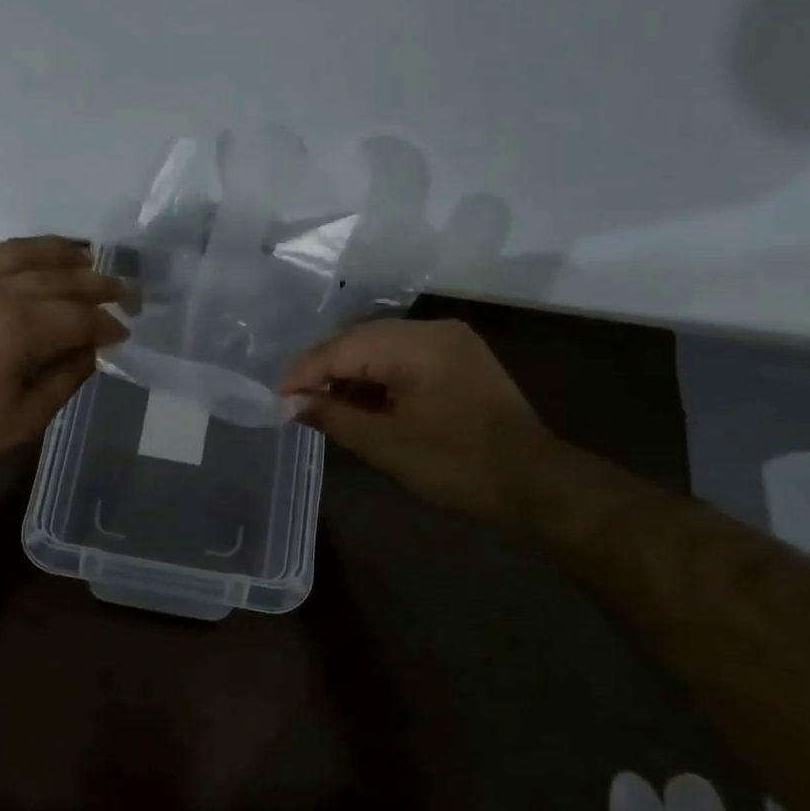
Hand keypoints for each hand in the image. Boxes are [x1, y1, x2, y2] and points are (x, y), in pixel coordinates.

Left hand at [0, 236, 127, 472]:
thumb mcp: (25, 419)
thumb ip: (66, 379)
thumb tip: (92, 350)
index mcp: (20, 328)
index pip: (80, 316)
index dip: (108, 324)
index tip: (126, 332)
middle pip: (62, 277)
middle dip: (100, 283)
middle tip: (126, 291)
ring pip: (27, 252)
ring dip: (63, 251)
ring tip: (90, 254)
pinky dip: (19, 248)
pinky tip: (34, 253)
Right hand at [278, 319, 553, 517]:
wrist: (534, 481)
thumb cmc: (456, 464)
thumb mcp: (385, 444)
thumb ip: (332, 416)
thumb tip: (290, 403)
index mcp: (415, 345)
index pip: (343, 348)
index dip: (305, 372)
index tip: (276, 397)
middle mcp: (432, 329)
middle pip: (360, 341)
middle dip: (324, 370)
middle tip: (294, 400)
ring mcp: (450, 340)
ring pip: (381, 347)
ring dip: (351, 374)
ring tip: (323, 405)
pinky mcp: (459, 357)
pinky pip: (405, 357)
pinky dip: (378, 377)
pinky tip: (361, 401)